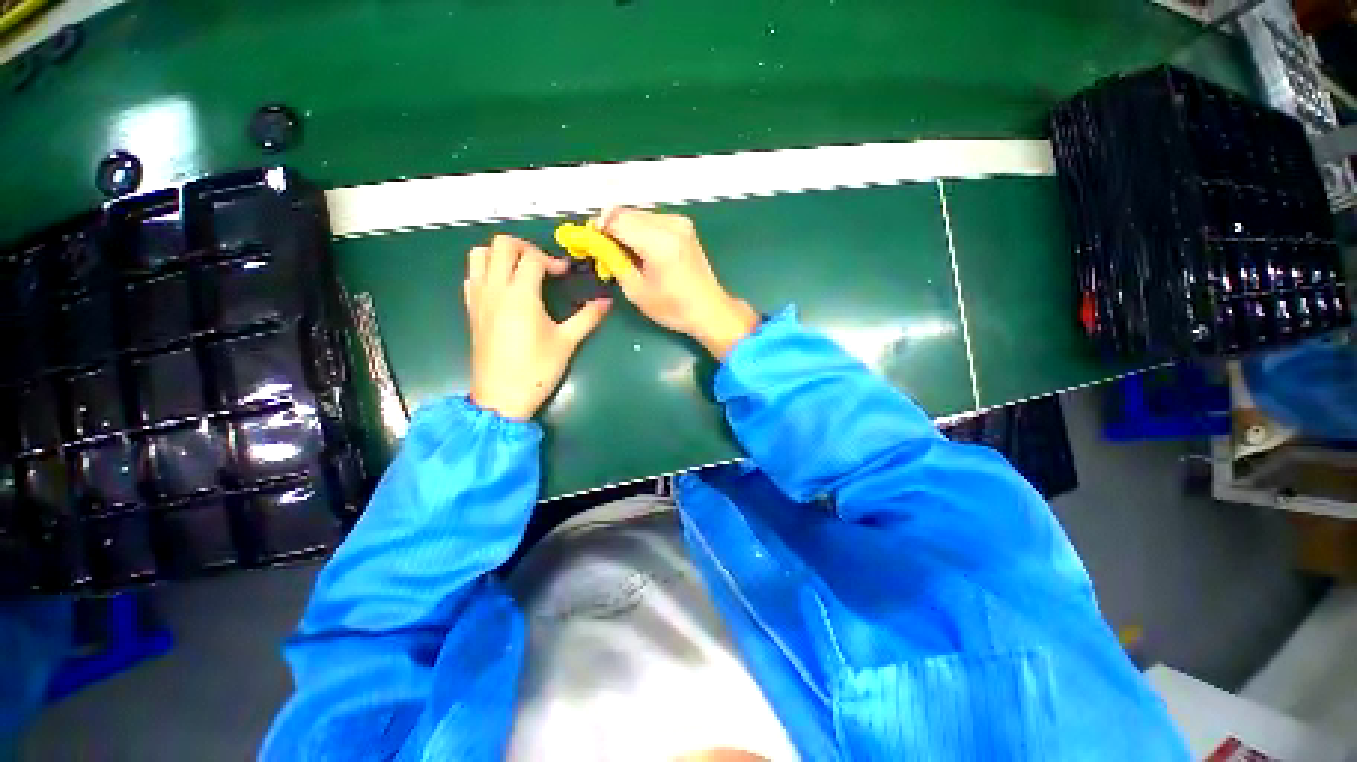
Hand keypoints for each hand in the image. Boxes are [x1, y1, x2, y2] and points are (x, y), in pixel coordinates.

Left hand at [464, 235, 610, 419]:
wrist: (501, 396)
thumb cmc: (537, 369)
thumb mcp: (567, 342)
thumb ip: (588, 317)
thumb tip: (607, 301)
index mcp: (520, 295)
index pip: (532, 257)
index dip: (552, 260)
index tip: (566, 275)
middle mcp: (495, 288)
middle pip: (502, 244)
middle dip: (526, 248)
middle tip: (544, 266)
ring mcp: (478, 298)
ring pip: (480, 254)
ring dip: (502, 254)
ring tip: (523, 271)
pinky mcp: (471, 309)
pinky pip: (472, 274)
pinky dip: (487, 269)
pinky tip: (506, 288)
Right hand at [597, 208, 758, 359]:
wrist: (709, 309)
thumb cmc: (673, 308)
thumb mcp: (636, 291)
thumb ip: (614, 261)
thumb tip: (598, 243)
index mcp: (658, 242)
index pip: (616, 219)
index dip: (599, 229)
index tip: (592, 243)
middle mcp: (670, 224)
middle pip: (627, 213)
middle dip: (612, 228)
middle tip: (607, 252)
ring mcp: (680, 222)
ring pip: (639, 214)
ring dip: (626, 229)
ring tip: (627, 254)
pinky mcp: (685, 226)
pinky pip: (653, 220)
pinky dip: (641, 230)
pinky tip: (643, 250)